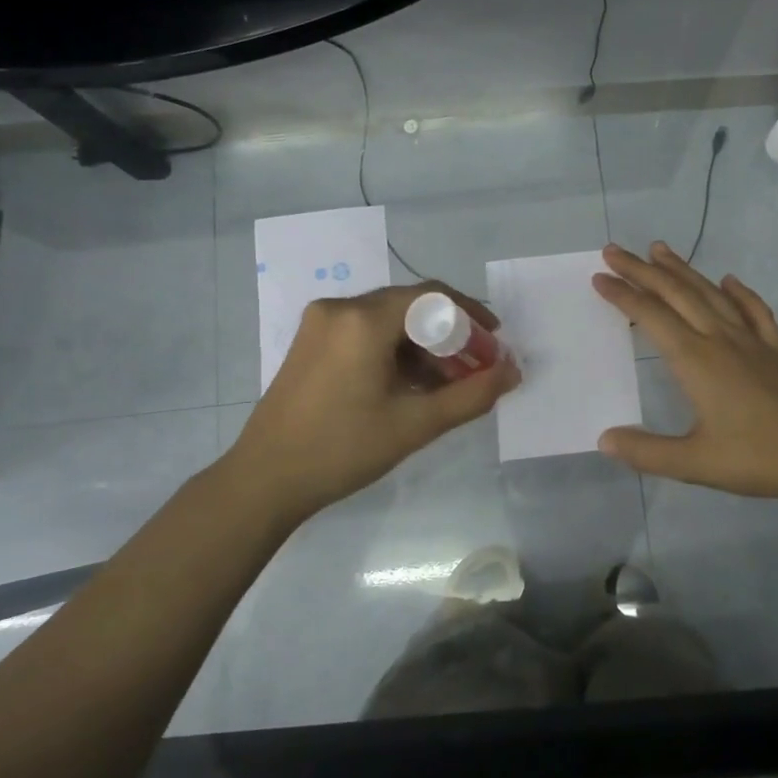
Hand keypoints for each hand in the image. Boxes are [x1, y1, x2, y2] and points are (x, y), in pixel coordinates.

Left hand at [222, 282, 519, 526]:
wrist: (264, 480)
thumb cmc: (343, 449)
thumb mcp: (415, 424)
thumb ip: (472, 394)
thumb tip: (513, 371)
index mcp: (363, 319)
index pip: (433, 297)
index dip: (471, 316)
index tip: (495, 343)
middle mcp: (340, 308)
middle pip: (411, 306)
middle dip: (450, 334)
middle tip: (477, 367)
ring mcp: (320, 323)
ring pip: (389, 320)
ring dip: (424, 345)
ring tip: (449, 383)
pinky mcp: (311, 342)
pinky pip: (365, 332)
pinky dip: (396, 351)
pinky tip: (412, 384)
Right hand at [592, 243, 777, 504]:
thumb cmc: (757, 458)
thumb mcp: (694, 462)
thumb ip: (647, 452)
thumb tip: (605, 440)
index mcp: (696, 360)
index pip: (651, 317)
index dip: (623, 295)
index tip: (599, 277)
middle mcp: (721, 340)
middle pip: (677, 294)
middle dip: (643, 270)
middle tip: (615, 250)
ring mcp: (752, 342)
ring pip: (712, 295)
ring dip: (683, 270)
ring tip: (661, 250)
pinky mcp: (776, 352)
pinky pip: (754, 312)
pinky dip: (740, 293)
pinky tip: (731, 282)